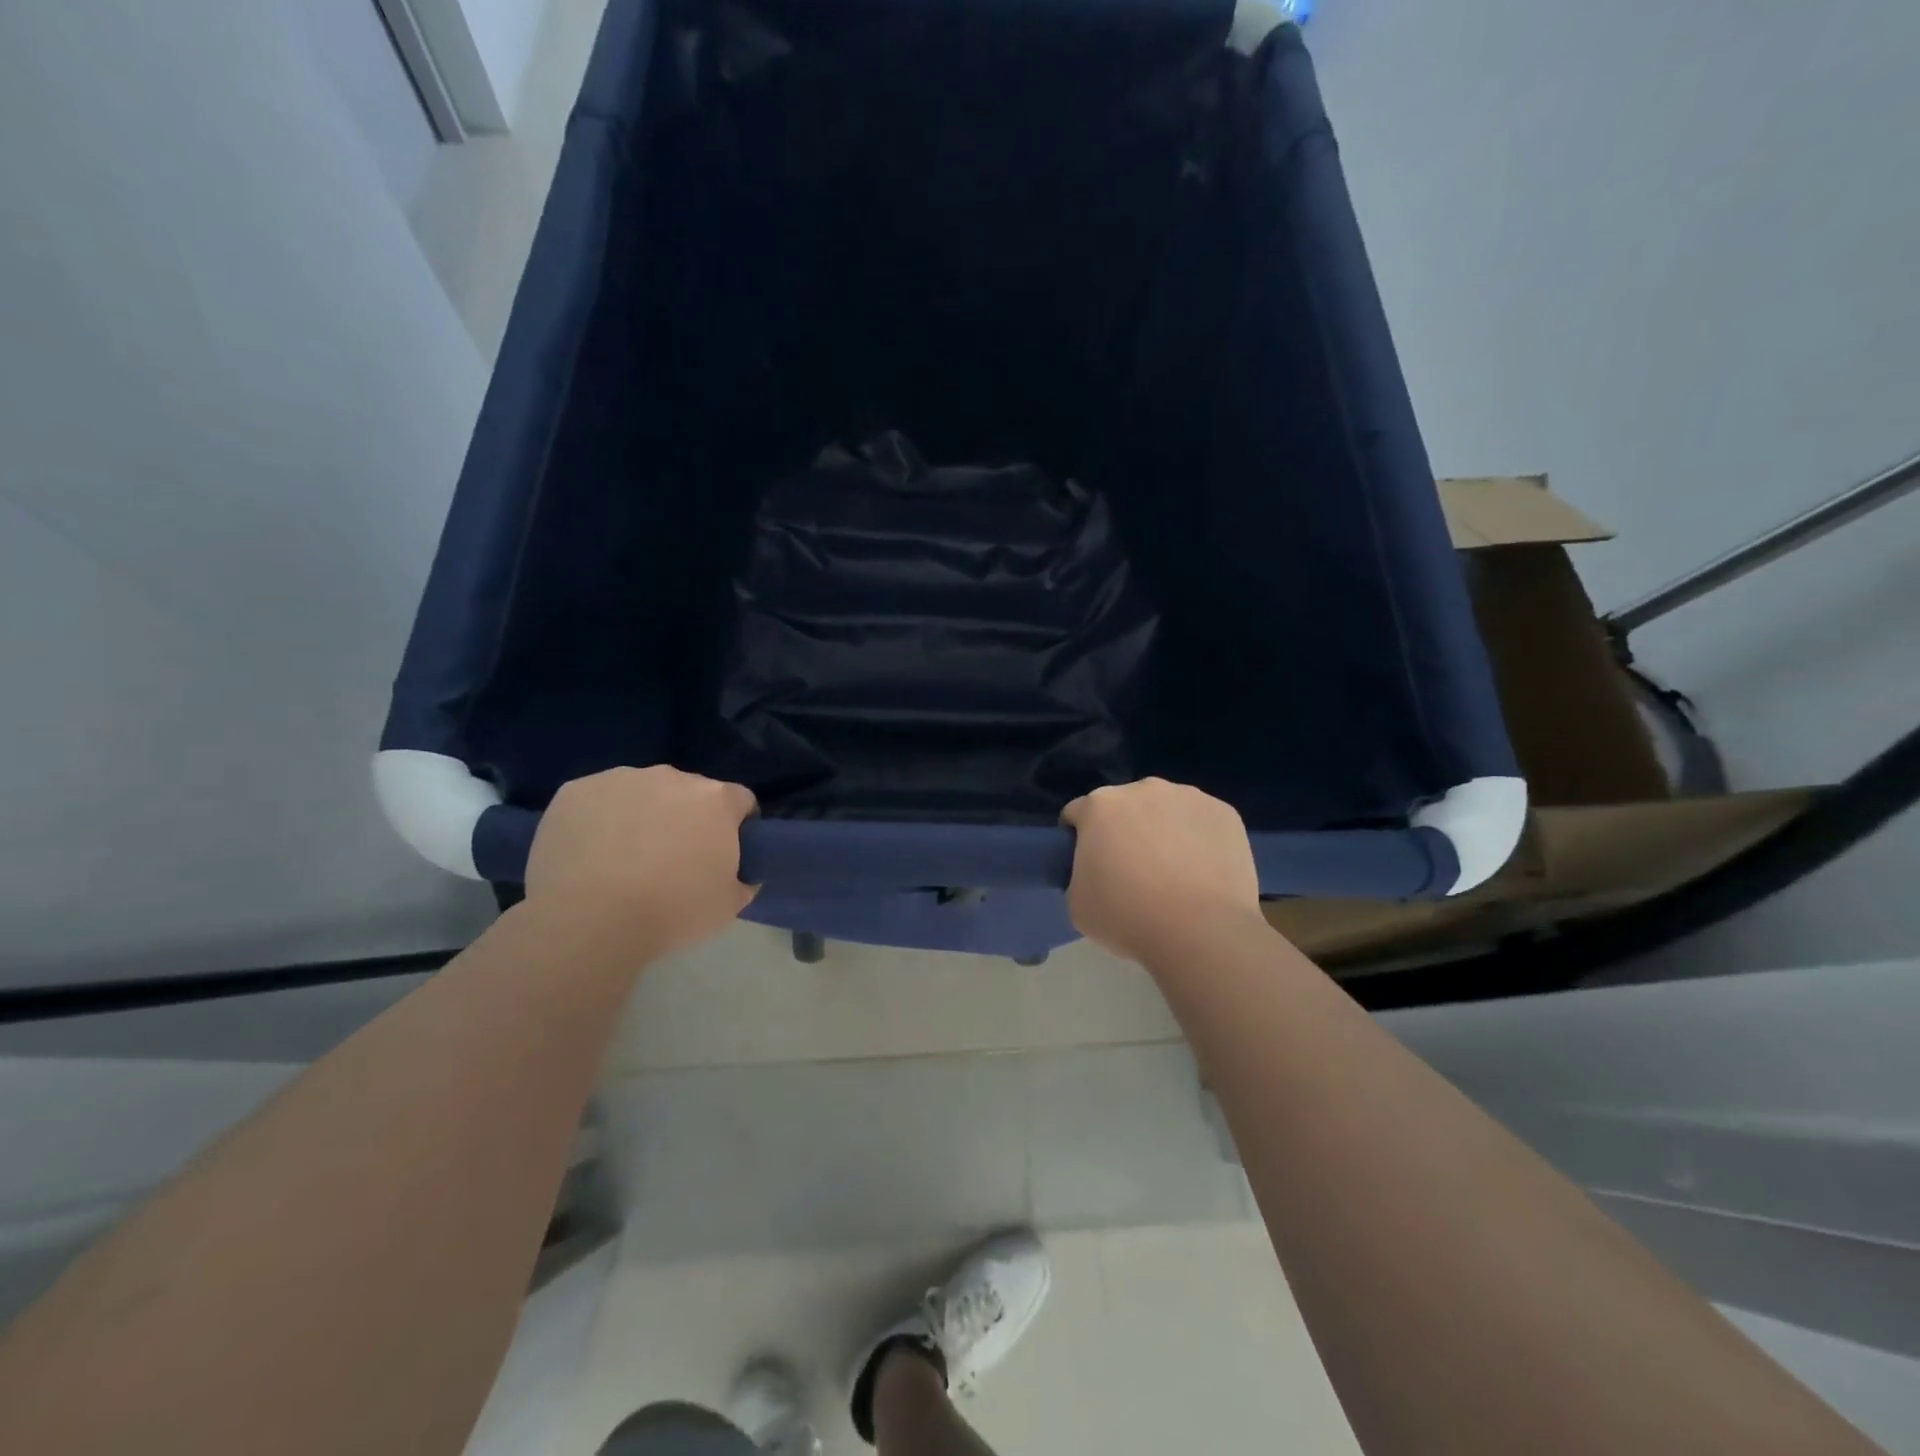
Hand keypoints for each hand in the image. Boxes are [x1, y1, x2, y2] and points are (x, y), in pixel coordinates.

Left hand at [525, 766, 757, 952]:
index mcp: (716, 799)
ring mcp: (620, 779)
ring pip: (642, 793)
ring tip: (625, 859)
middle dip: (687, 818)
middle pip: (690, 793)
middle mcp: (671, 777)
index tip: (724, 854)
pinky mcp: (576, 791)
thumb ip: (744, 879)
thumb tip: (741, 874)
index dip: (737, 826)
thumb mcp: (728, 905)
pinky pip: (599, 800)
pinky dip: (601, 820)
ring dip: (643, 815)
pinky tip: (591, 854)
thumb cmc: (670, 912)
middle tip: (673, 860)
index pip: (740, 801)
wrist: (586, 921)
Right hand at [1061, 778, 1262, 964]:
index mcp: (1100, 805)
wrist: (1202, 932)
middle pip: (1124, 806)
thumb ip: (1078, 874)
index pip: (1078, 814)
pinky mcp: (1224, 812)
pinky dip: (1198, 839)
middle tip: (1132, 871)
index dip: (1079, 839)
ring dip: (1162, 830)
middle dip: (1124, 830)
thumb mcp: (1077, 903)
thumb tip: (1095, 872)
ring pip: (1165, 810)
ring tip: (1174, 873)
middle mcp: (1143, 789)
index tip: (1090, 866)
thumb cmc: (1128, 917)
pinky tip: (1202, 872)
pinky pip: (1201, 822)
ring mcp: (1188, 797)